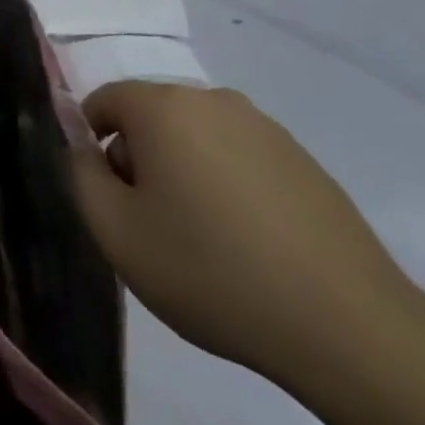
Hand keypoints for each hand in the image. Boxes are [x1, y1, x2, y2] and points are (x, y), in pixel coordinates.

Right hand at [70, 81, 417, 386]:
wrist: (344, 324)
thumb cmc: (210, 271)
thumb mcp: (116, 232)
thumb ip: (80, 174)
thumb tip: (80, 142)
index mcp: (163, 108)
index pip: (104, 100)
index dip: (91, 143)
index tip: (107, 196)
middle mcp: (213, 100)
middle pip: (151, 115)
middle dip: (138, 157)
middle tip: (150, 223)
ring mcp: (264, 127)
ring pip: (196, 135)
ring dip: (182, 170)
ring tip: (201, 237)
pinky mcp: (301, 158)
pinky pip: (239, 155)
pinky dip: (226, 183)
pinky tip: (247, 241)